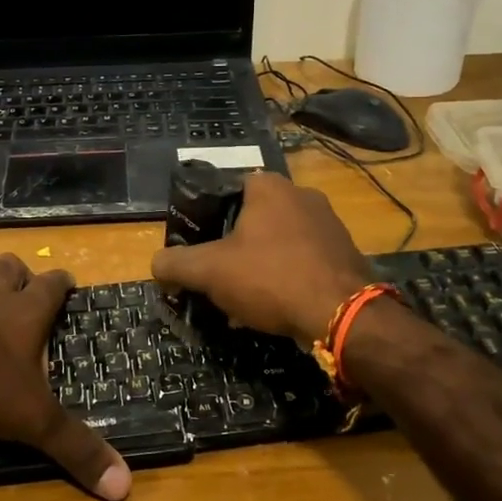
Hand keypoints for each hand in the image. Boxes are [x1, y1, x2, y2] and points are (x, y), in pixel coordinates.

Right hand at [151, 174, 372, 346]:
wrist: (342, 314)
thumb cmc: (271, 278)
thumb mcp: (210, 271)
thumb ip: (176, 264)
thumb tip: (156, 265)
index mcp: (269, 186)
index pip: (227, 189)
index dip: (207, 217)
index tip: (198, 246)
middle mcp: (302, 194)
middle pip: (253, 217)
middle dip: (233, 246)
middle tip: (218, 275)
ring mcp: (329, 222)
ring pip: (279, 240)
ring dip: (260, 263)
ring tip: (245, 297)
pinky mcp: (345, 251)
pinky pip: (304, 258)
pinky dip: (287, 275)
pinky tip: (277, 304)